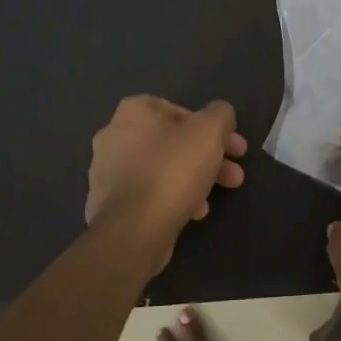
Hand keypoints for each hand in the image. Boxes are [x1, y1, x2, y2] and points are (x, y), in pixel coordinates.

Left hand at [86, 97, 247, 267]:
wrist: (134, 229)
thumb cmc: (173, 170)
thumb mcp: (210, 131)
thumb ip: (220, 115)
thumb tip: (220, 115)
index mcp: (134, 111)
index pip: (180, 110)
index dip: (212, 128)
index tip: (233, 147)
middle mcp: (114, 136)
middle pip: (173, 142)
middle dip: (208, 158)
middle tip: (234, 175)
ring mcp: (107, 172)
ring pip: (162, 169)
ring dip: (193, 179)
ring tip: (213, 199)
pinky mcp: (108, 203)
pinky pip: (148, 193)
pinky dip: (171, 198)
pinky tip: (192, 213)